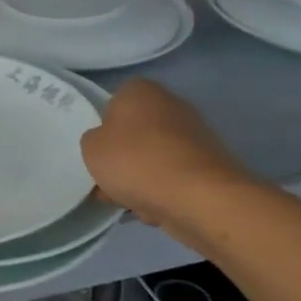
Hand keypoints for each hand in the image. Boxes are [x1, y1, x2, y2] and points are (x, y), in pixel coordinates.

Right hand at [79, 79, 251, 234]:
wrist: (199, 198)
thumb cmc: (136, 161)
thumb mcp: (90, 148)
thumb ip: (93, 140)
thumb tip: (106, 144)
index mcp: (141, 91)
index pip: (114, 101)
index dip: (103, 125)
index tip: (97, 149)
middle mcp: (172, 105)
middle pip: (136, 131)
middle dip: (123, 156)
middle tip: (107, 179)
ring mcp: (196, 136)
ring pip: (155, 157)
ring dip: (141, 177)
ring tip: (126, 202)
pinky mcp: (210, 166)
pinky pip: (175, 177)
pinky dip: (164, 191)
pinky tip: (153, 210)